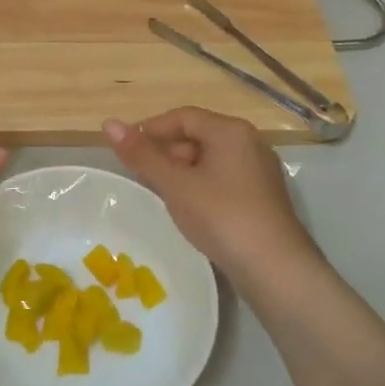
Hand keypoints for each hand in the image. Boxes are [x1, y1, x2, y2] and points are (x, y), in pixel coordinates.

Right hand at [102, 107, 328, 292]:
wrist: (275, 268)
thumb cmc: (221, 216)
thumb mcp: (175, 184)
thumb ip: (141, 155)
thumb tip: (109, 124)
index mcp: (230, 131)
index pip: (182, 116)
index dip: (150, 129)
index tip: (126, 150)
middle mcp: (250, 143)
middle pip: (197, 136)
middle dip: (166, 152)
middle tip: (142, 177)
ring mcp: (259, 170)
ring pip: (209, 159)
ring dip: (181, 171)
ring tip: (163, 196)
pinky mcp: (262, 196)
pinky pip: (223, 178)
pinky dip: (200, 186)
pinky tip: (190, 210)